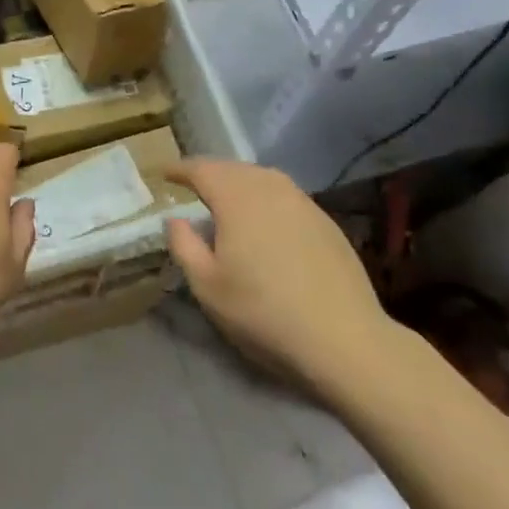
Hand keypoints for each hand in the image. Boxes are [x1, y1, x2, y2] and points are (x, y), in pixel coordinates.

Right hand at [165, 159, 392, 385]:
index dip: (179, 169)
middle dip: (209, 173)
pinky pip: (284, 195)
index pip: (201, 169)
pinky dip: (265, 198)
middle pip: (232, 168)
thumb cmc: (263, 312)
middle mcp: (269, 187)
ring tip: (227, 201)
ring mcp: (302, 201)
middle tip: (192, 187)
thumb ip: (184, 245)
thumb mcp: (207, 286)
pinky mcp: (325, 221)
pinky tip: (265, 222)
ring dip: (239, 183)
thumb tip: (176, 219)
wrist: (344, 340)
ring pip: (261, 178)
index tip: (164, 173)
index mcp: (235, 197)